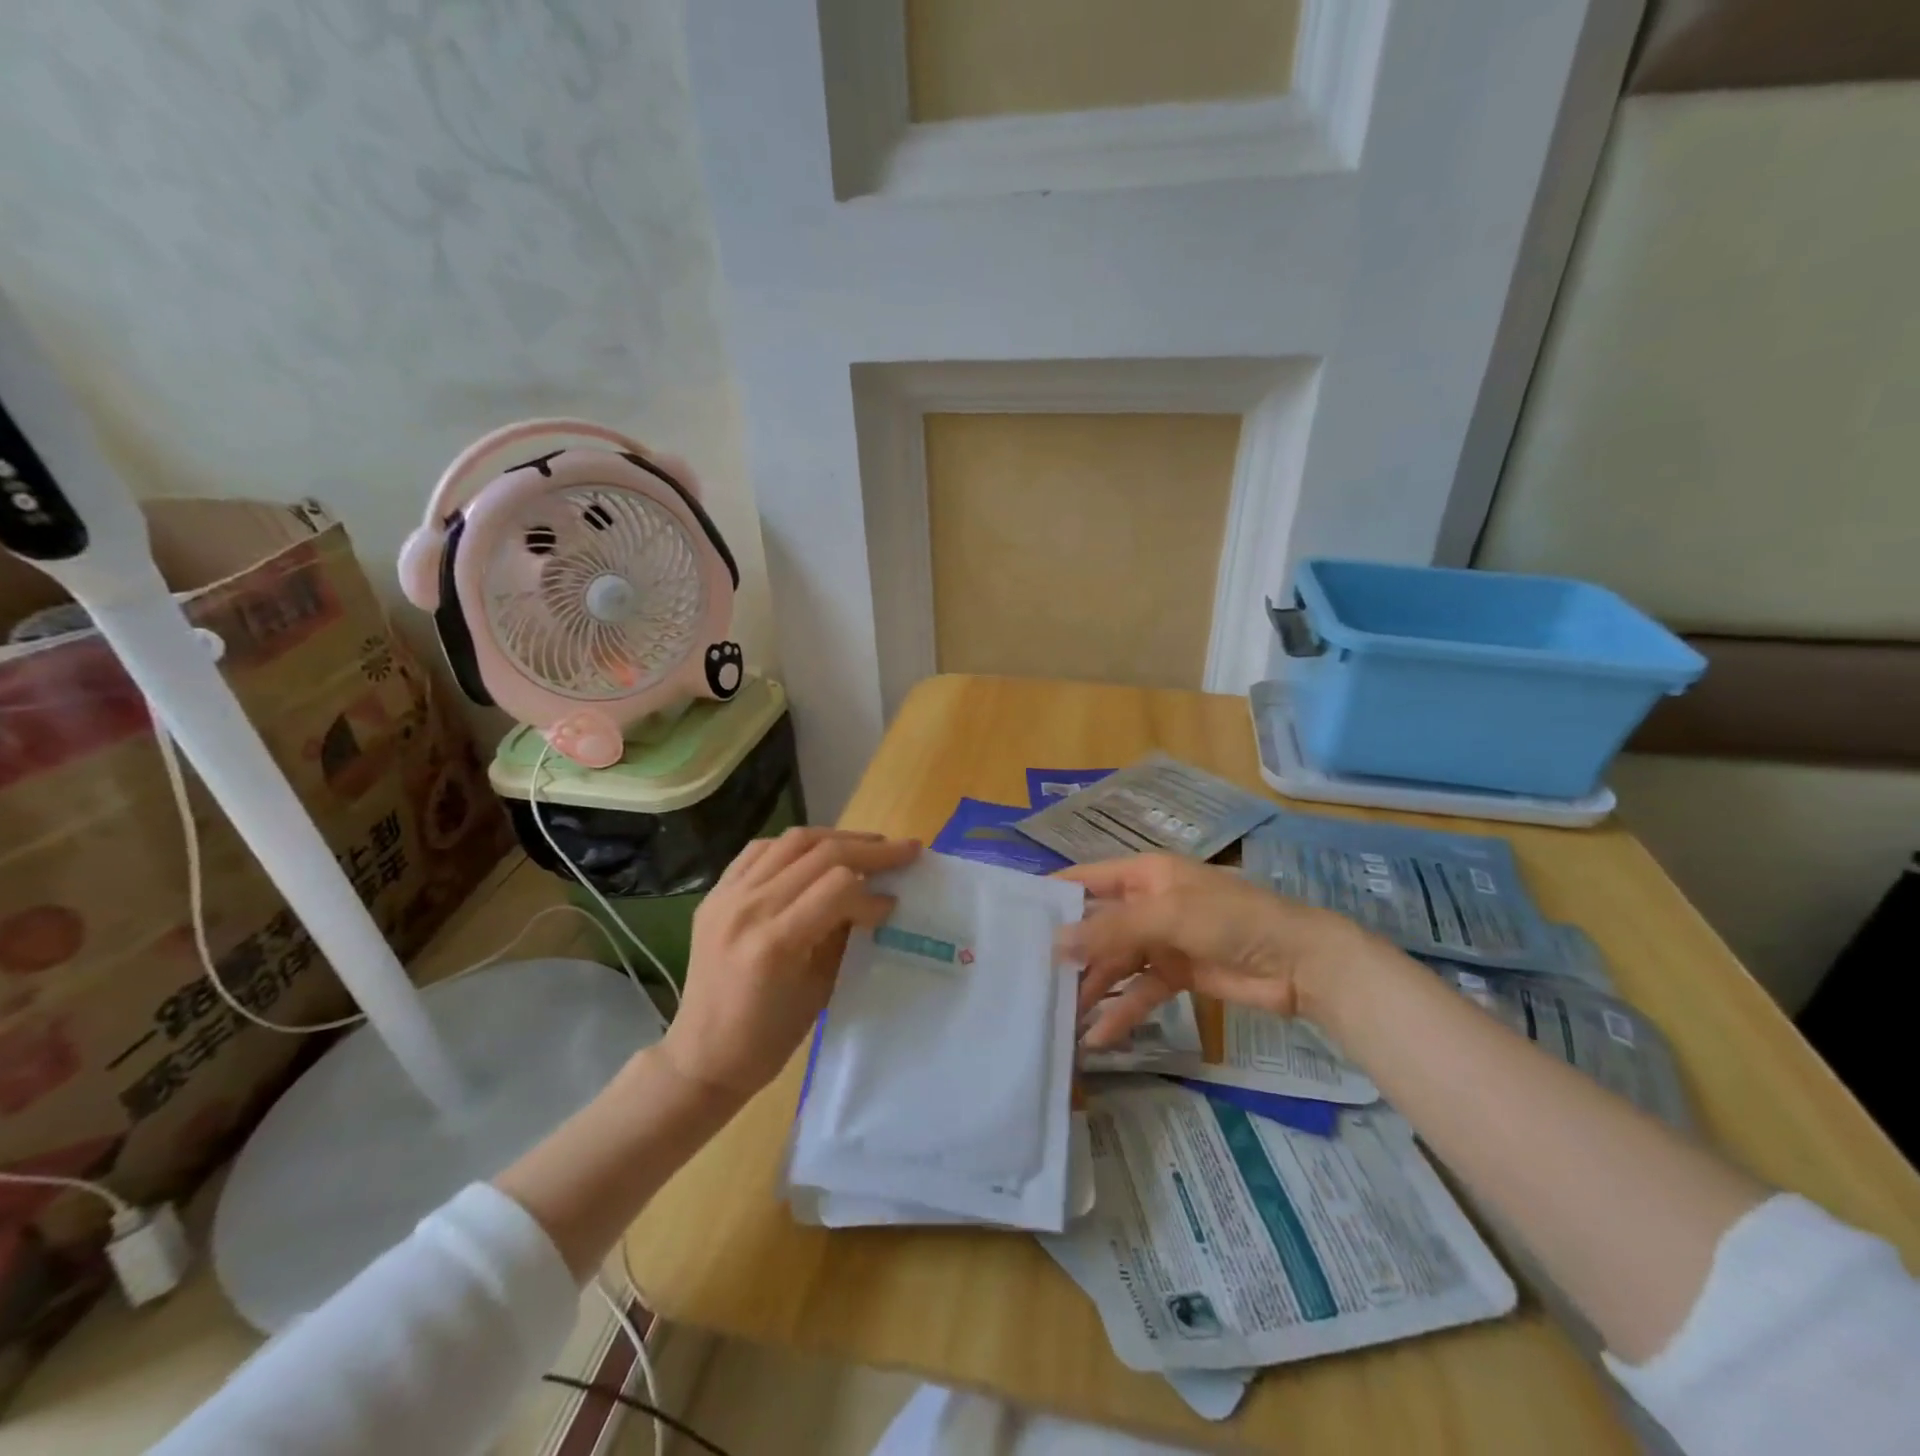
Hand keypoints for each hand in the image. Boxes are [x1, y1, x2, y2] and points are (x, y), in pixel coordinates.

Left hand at [660, 827, 919, 1101]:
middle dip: (869, 850)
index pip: (838, 888)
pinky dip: (795, 846)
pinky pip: (760, 850)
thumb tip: (875, 899)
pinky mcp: (716, 893)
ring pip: (792, 841)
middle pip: (819, 853)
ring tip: (867, 845)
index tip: (894, 904)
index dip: (873, 892)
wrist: (702, 1056)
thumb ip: (845, 935)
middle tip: (903, 851)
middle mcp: (748, 907)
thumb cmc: (768, 1037)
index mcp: (775, 941)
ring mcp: (727, 896)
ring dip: (836, 838)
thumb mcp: (820, 989)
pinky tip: (816, 853)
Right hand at [1057, 853, 1368, 1046]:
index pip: (1087, 880)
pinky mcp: (1177, 975)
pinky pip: (1140, 991)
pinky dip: (1122, 1011)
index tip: (1015, 918)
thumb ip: (1111, 931)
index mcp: (1145, 874)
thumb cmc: (1232, 921)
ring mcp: (1162, 941)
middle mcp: (1147, 903)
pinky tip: (1099, 1037)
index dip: (1054, 895)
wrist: (1301, 964)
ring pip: (1115, 963)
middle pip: (1098, 927)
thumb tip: (1055, 942)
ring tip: (1058, 1016)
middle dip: (1069, 952)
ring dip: (1092, 988)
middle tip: (1029, 980)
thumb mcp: (1168, 917)